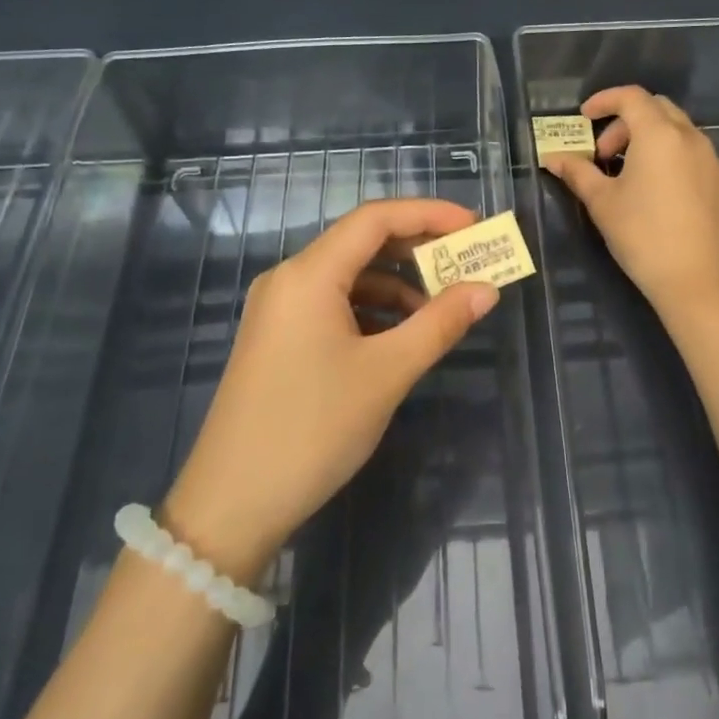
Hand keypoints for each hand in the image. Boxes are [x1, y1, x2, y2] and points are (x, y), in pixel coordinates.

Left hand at [162, 198, 499, 581]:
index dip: (429, 214)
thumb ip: (440, 324)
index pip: (375, 219)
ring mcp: (278, 310)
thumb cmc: (313, 429)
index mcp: (309, 275)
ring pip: (348, 277)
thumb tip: (486, 289)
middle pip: (361, 243)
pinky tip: (399, 338)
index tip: (474, 226)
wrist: (231, 504)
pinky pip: (332, 305)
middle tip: (466, 263)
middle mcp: (289, 279)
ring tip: (440, 311)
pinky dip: (371, 311)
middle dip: (417, 249)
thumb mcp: (386, 374)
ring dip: (396, 285)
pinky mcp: (277, 339)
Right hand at [542, 85, 718, 314]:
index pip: (631, 97)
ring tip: (634, 178)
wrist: (698, 281)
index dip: (605, 100)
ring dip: (653, 144)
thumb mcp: (602, 203)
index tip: (585, 117)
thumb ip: (578, 173)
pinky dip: (677, 165)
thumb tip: (553, 158)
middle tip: (606, 155)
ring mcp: (717, 163)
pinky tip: (666, 200)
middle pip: (658, 110)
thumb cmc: (642, 236)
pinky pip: (700, 162)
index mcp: (659, 135)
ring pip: (682, 135)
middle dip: (627, 123)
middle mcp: (693, 139)